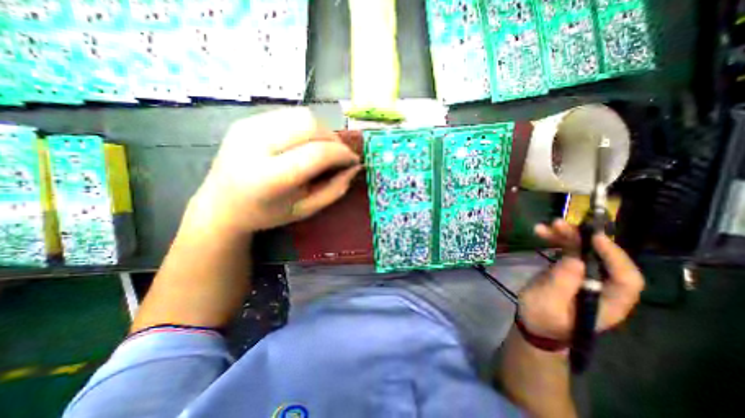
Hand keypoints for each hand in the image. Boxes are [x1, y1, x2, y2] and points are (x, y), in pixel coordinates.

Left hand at [186, 108, 360, 235]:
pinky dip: (307, 127)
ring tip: (324, 149)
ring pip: (302, 115)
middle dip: (334, 138)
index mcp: (268, 177)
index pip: (317, 153)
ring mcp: (247, 127)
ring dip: (322, 131)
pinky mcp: (246, 120)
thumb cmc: (267, 214)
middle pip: (310, 125)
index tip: (353, 161)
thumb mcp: (305, 210)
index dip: (342, 154)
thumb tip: (354, 167)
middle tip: (339, 155)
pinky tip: (306, 143)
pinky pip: (289, 115)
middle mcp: (254, 145)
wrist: (220, 204)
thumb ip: (334, 190)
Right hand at [520, 221, 646, 341]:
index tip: (594, 237)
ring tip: (546, 226)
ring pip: (583, 250)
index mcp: (608, 303)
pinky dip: (555, 240)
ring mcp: (585, 276)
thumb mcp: (548, 303)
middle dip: (581, 238)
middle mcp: (602, 286)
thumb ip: (562, 283)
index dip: (615, 256)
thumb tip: (574, 259)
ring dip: (565, 235)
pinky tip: (541, 232)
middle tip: (558, 225)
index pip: (626, 279)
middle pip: (601, 258)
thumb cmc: (542, 319)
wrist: (534, 324)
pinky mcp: (570, 270)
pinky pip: (567, 250)